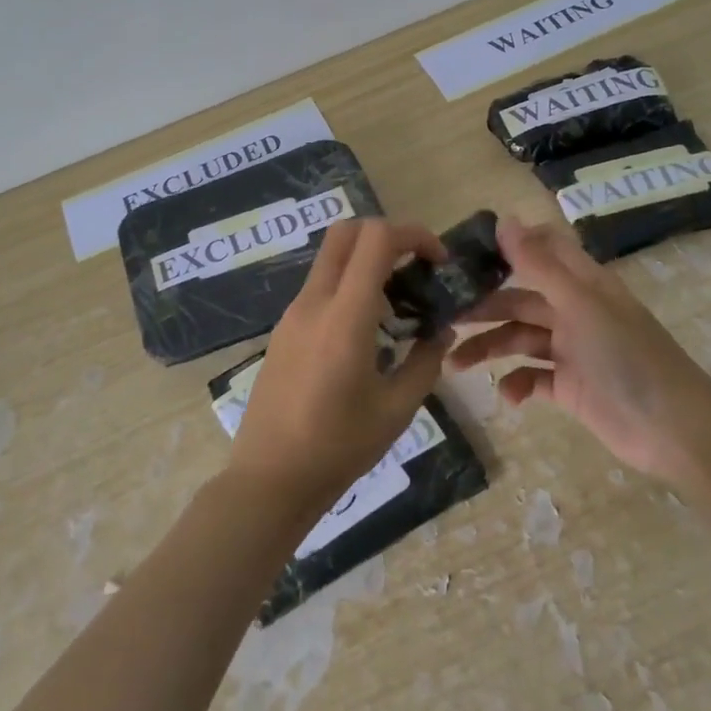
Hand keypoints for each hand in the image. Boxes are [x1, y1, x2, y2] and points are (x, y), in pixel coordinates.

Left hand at [228, 219, 452, 521]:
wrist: (270, 477)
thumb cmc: (339, 447)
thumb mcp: (397, 409)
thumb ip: (425, 361)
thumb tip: (440, 331)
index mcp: (344, 316)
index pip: (375, 239)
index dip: (413, 235)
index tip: (438, 260)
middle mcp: (313, 303)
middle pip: (345, 233)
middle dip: (386, 236)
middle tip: (416, 268)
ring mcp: (292, 314)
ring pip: (330, 260)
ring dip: (366, 263)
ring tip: (398, 306)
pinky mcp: (283, 330)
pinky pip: (319, 288)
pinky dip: (347, 287)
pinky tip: (367, 331)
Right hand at [448, 218, 710, 482]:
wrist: (675, 431)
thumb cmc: (628, 357)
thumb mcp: (580, 304)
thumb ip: (539, 264)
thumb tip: (503, 219)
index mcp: (580, 284)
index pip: (540, 250)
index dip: (505, 247)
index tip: (462, 255)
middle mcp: (573, 311)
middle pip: (518, 300)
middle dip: (482, 308)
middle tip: (442, 317)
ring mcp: (571, 350)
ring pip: (518, 339)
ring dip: (488, 349)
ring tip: (455, 364)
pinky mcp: (569, 387)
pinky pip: (532, 379)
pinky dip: (516, 385)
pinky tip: (507, 396)